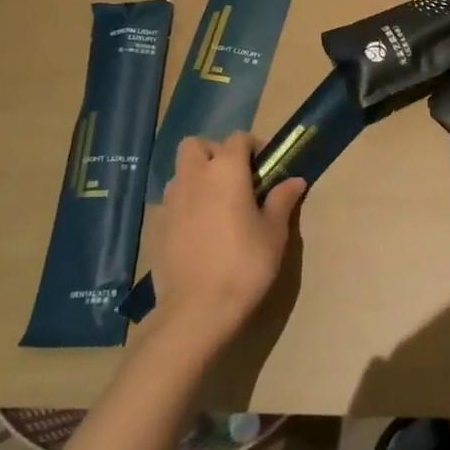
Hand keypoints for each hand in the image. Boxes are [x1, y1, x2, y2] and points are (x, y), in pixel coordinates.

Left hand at [145, 133, 306, 353]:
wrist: (196, 310)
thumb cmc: (245, 264)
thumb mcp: (274, 232)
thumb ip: (281, 200)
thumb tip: (294, 181)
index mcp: (225, 171)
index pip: (237, 138)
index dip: (253, 147)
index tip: (265, 168)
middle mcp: (193, 178)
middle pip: (196, 145)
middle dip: (214, 153)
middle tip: (234, 180)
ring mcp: (169, 203)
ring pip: (180, 174)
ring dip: (197, 179)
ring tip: (216, 207)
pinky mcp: (154, 228)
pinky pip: (170, 204)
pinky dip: (184, 207)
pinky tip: (198, 234)